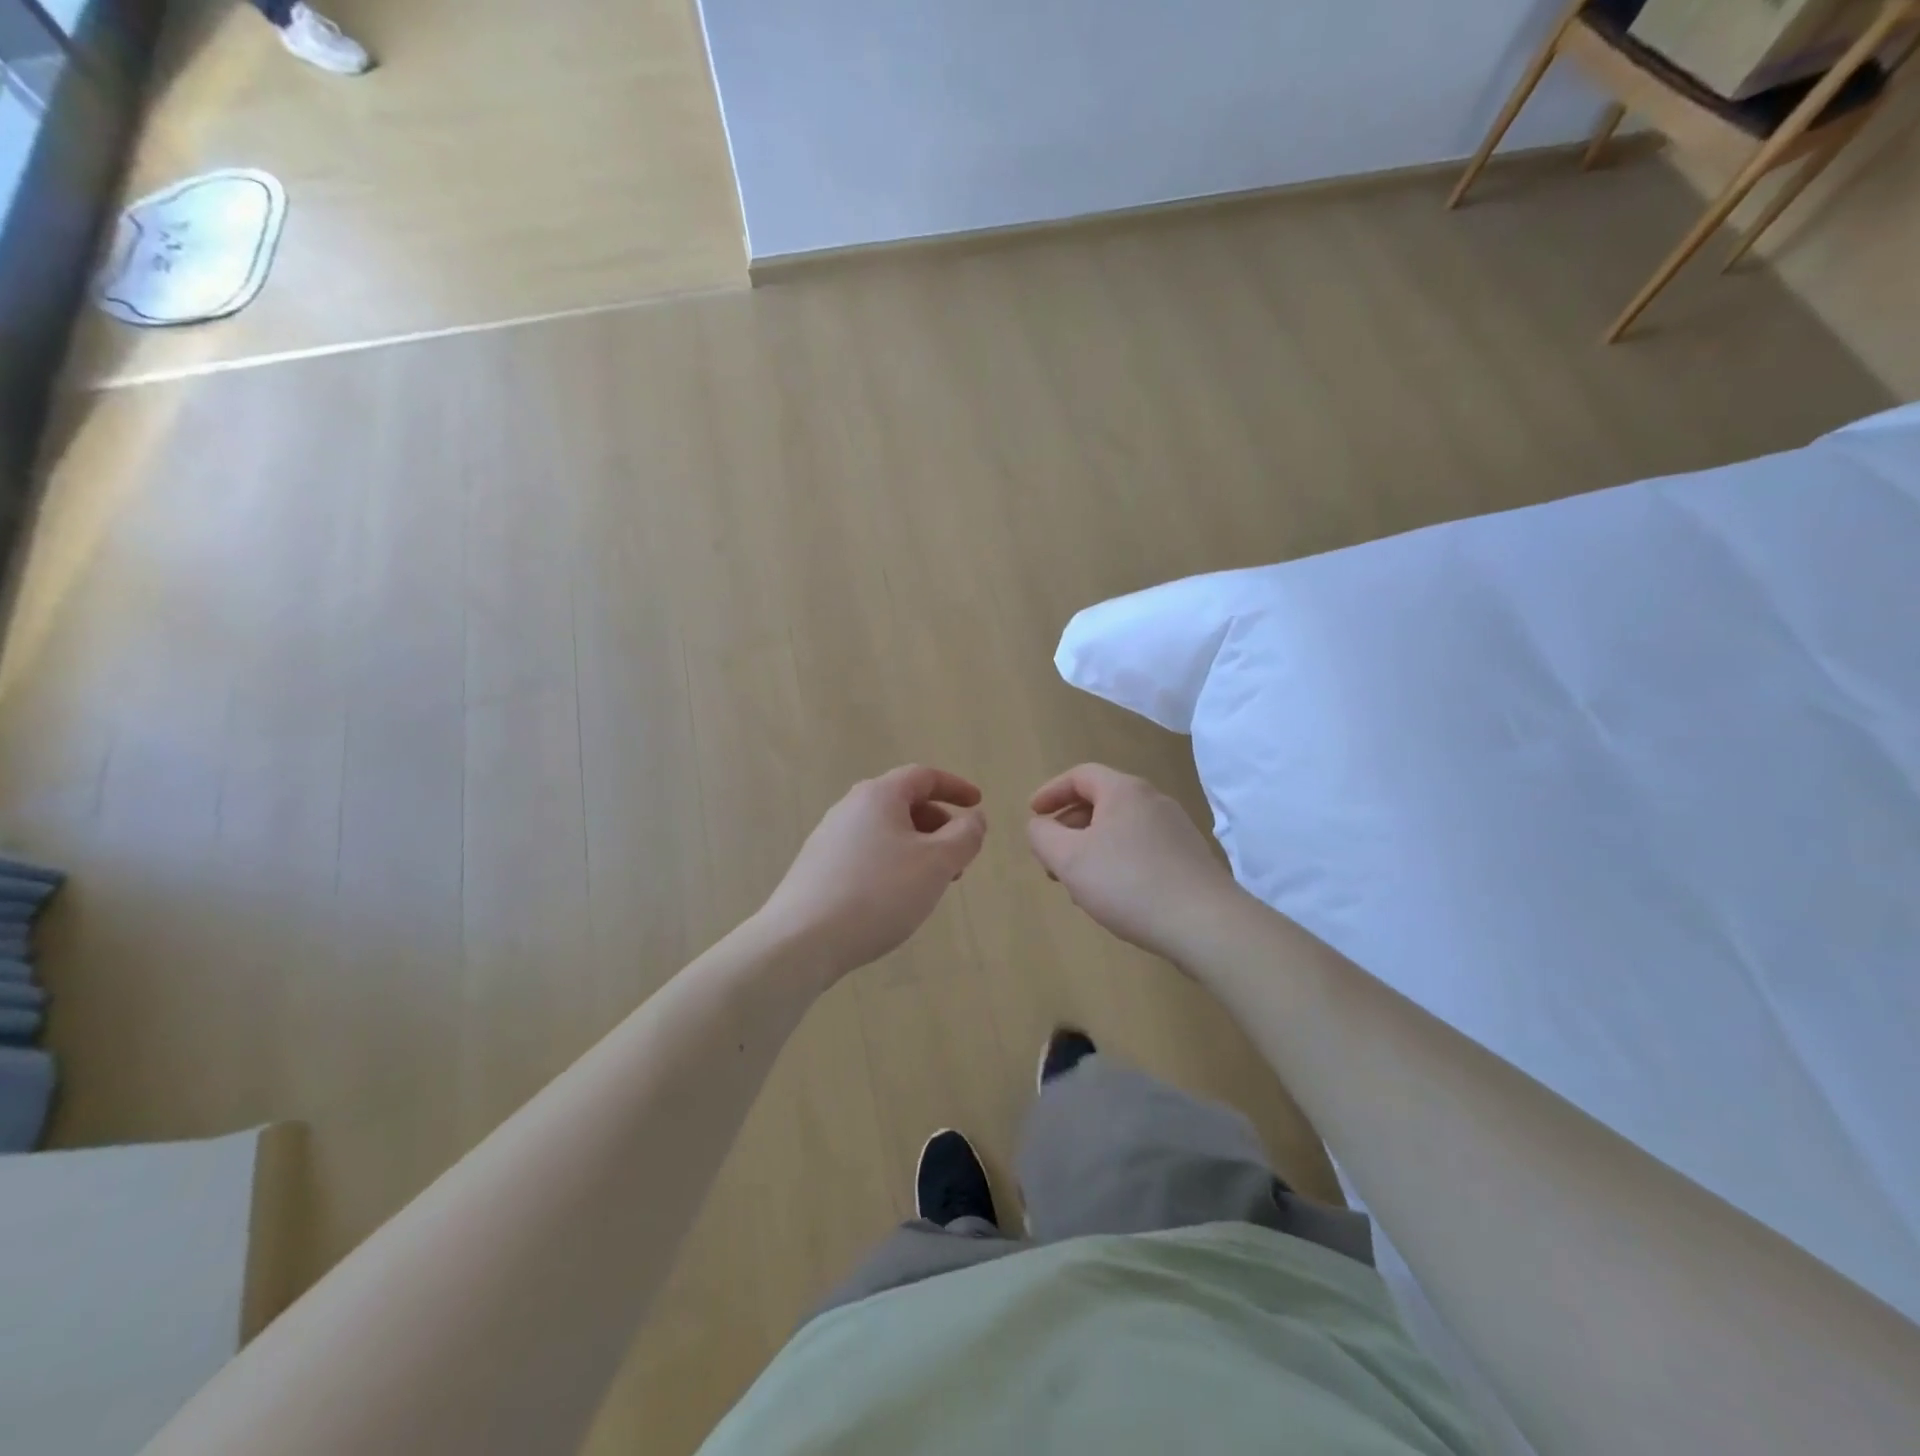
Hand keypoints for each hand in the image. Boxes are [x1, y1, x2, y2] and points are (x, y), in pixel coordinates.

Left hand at [758, 765, 986, 978]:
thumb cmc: (879, 893)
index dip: (955, 787)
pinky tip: (896, 898)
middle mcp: (849, 808)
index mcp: (878, 796)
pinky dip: (892, 863)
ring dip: (917, 848)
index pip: (923, 776)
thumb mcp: (936, 864)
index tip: (978, 804)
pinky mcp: (817, 868)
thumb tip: (975, 818)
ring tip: (932, 883)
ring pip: (885, 832)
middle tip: (959, 856)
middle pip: (903, 803)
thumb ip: (965, 836)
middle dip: (938, 824)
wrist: (802, 940)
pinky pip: (866, 854)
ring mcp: (828, 838)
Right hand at [1027, 764, 1239, 961]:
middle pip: (1101, 802)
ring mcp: (1176, 830)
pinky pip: (1141, 850)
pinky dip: (1117, 862)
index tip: (1032, 814)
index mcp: (1125, 791)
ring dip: (1091, 848)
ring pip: (1120, 829)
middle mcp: (1154, 801)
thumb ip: (1043, 836)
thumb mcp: (1069, 859)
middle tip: (1051, 857)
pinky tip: (1112, 896)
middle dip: (1069, 826)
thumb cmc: (1128, 883)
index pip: (1080, 776)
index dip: (1051, 792)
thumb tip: (1040, 826)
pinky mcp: (1189, 859)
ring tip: (1078, 883)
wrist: (1206, 924)